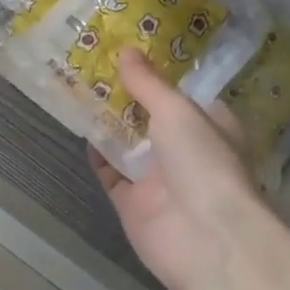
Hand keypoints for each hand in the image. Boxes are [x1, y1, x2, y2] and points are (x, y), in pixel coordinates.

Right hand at [91, 49, 268, 289]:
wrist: (204, 238)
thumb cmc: (202, 161)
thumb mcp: (177, 111)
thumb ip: (148, 83)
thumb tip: (126, 50)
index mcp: (210, 126)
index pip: (184, 95)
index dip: (158, 75)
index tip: (130, 50)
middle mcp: (186, 151)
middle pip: (151, 118)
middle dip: (127, 96)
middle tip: (95, 64)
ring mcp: (159, 180)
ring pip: (129, 144)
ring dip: (108, 121)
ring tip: (79, 87)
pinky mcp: (133, 204)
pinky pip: (111, 174)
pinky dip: (97, 155)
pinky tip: (79, 128)